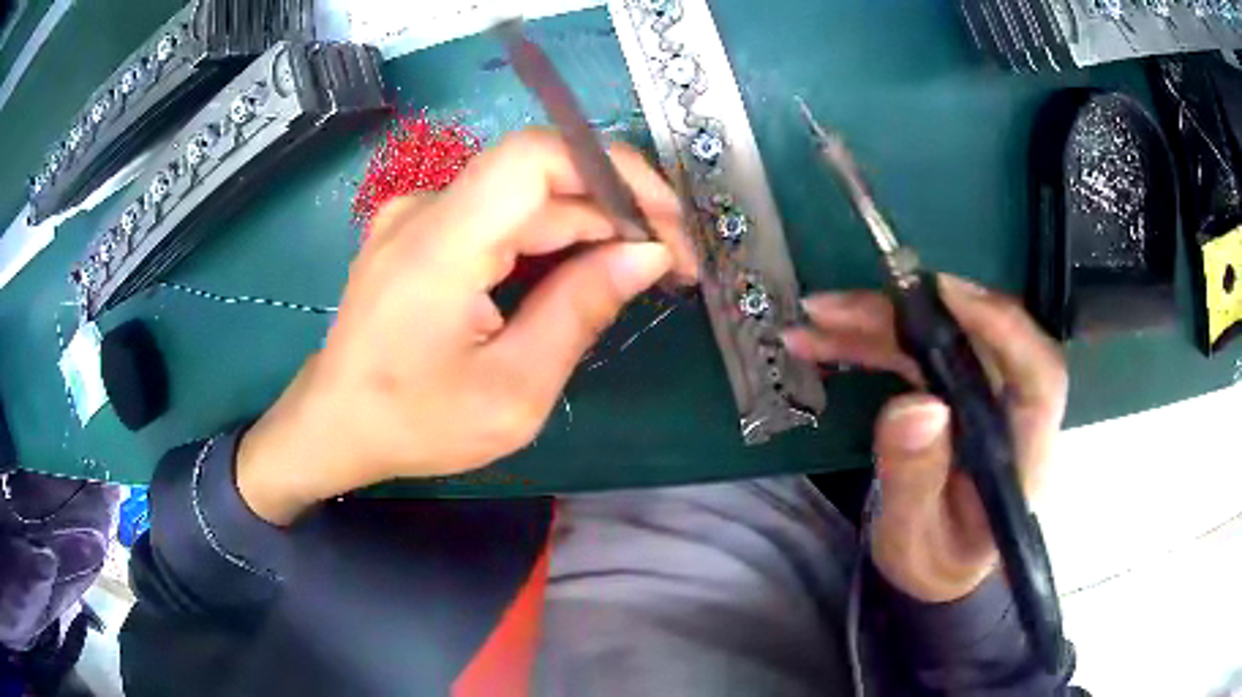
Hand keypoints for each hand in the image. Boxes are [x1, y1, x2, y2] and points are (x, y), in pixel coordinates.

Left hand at [237, 129, 696, 523]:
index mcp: (440, 245)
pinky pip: (498, 214)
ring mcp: (418, 214)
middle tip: (670, 263)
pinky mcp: (420, 229)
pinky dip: (548, 235)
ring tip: (637, 269)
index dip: (612, 170)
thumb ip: (579, 312)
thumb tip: (648, 255)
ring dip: (587, 224)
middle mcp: (425, 209)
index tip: (667, 221)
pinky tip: (581, 269)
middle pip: (539, 177)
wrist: (335, 423)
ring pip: (524, 195)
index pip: (535, 157)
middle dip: (616, 210)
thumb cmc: (415, 422)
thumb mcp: (512, 391)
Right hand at [783, 276, 1067, 601]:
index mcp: (1024, 452)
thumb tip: (915, 406)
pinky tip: (824, 340)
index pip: (1040, 376)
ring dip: (878, 322)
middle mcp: (1010, 410)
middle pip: (978, 340)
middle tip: (840, 308)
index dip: (1003, 327)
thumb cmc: (935, 562)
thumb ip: (915, 482)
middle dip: (909, 315)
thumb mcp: (915, 540)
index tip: (944, 296)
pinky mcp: (952, 392)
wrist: (936, 568)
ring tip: (815, 320)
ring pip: (940, 338)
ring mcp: (980, 396)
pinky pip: (916, 353)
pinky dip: (870, 342)